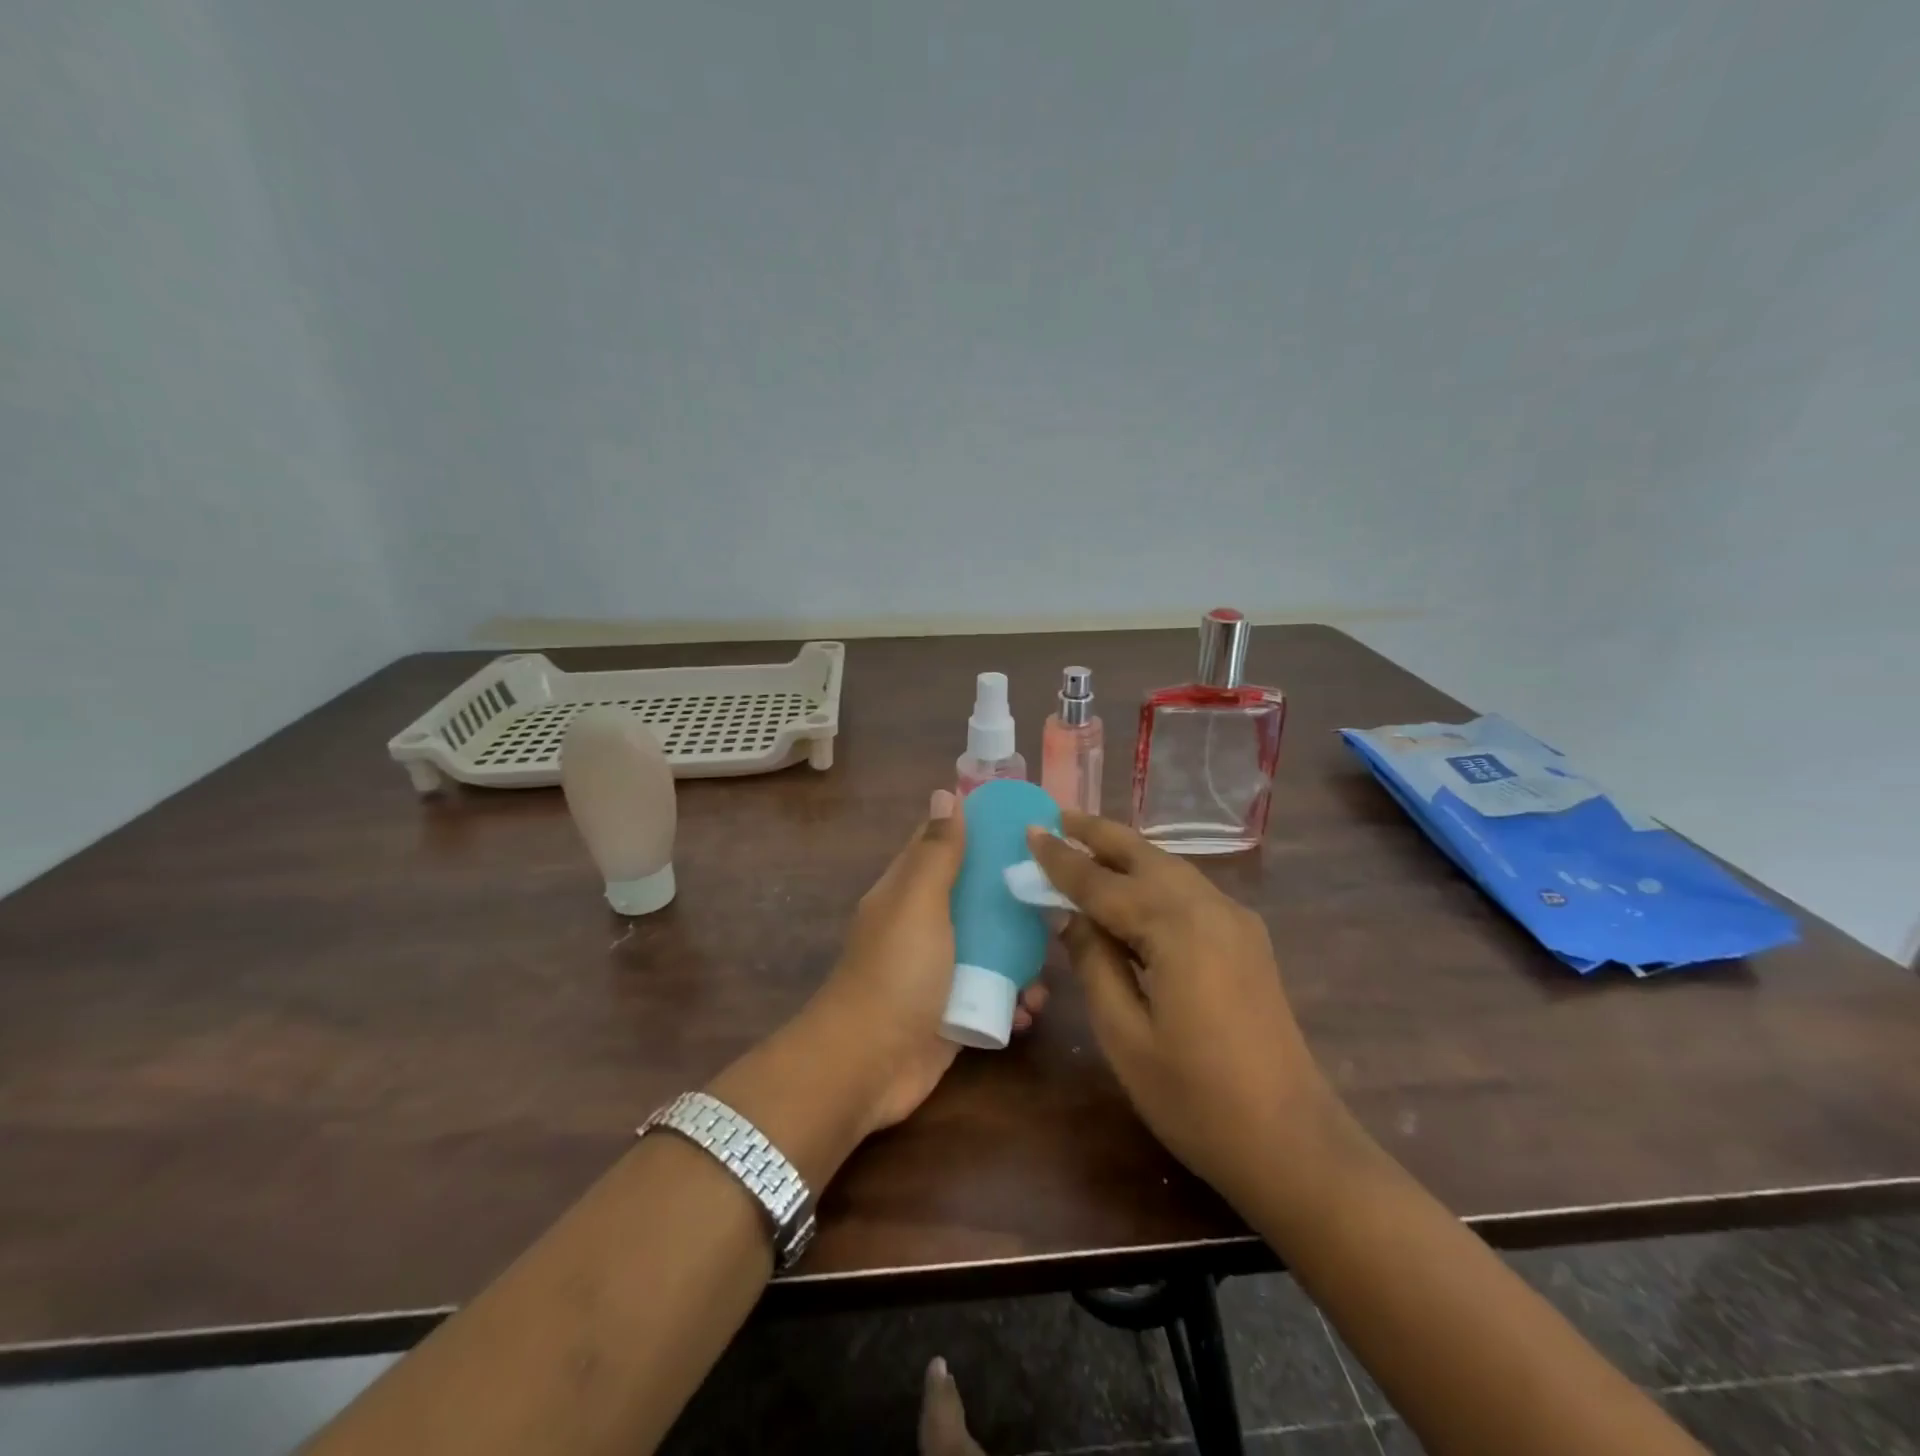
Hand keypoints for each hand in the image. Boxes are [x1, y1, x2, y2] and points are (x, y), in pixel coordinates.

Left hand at [810, 790, 1046, 1135]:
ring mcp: (939, 971)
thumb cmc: (896, 972)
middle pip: (976, 898)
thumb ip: (937, 852)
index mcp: (908, 891)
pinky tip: (1030, 1010)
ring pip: (991, 949)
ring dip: (1022, 958)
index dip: (980, 831)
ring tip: (1049, 966)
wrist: (868, 1066)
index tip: (1028, 826)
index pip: (944, 846)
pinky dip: (1014, 1001)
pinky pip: (993, 995)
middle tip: (1058, 899)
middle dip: (1014, 899)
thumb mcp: (918, 902)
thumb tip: (945, 792)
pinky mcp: (954, 1011)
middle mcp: (923, 925)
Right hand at [1029, 811, 1331, 1206]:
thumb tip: (1069, 916)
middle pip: (1144, 855)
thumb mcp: (1124, 1035)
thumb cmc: (1196, 1098)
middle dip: (1099, 834)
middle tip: (1057, 817)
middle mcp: (1210, 907)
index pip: (1102, 882)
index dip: (1061, 860)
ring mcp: (1235, 921)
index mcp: (1176, 927)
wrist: (1293, 1144)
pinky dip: (1152, 878)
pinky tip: (1130, 890)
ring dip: (1126, 853)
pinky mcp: (1246, 940)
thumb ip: (1093, 963)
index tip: (1029, 830)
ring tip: (1085, 844)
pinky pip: (1188, 891)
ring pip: (1170, 867)